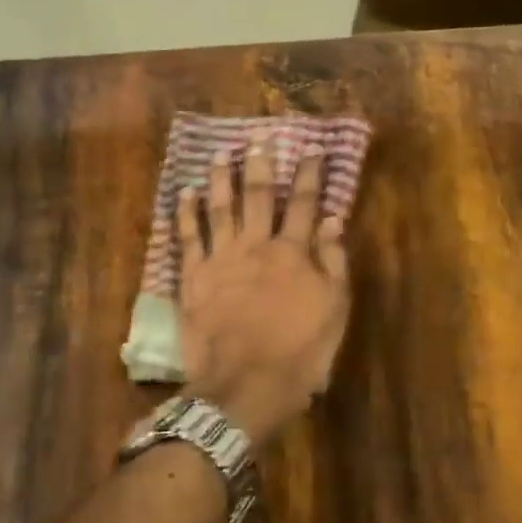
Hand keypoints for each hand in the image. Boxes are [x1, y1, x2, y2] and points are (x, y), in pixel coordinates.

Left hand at [176, 140, 350, 442]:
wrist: (245, 384)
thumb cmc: (299, 353)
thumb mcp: (334, 310)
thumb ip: (333, 262)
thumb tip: (331, 219)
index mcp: (293, 253)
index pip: (303, 204)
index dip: (309, 174)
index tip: (311, 148)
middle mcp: (256, 246)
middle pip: (258, 197)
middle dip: (261, 165)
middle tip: (259, 138)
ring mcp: (221, 259)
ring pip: (221, 208)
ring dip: (222, 178)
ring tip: (221, 153)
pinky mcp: (194, 278)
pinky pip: (189, 237)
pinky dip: (187, 213)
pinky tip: (187, 193)